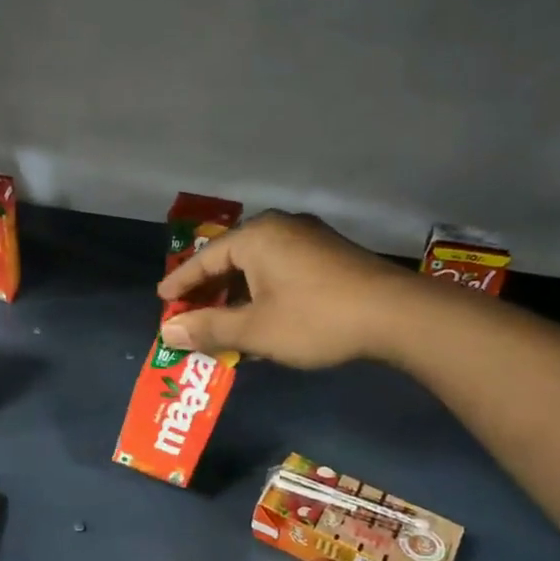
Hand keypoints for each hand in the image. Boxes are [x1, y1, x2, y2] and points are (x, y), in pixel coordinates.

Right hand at [156, 211, 415, 368]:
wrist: (396, 315)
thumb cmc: (315, 319)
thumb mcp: (254, 330)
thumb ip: (208, 329)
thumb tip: (168, 332)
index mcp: (256, 237)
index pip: (204, 259)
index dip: (181, 283)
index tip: (163, 301)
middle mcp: (280, 228)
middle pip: (231, 259)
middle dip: (209, 291)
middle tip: (189, 314)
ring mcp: (309, 239)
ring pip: (258, 266)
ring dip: (237, 295)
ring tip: (222, 322)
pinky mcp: (329, 255)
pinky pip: (281, 270)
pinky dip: (263, 293)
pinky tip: (261, 318)